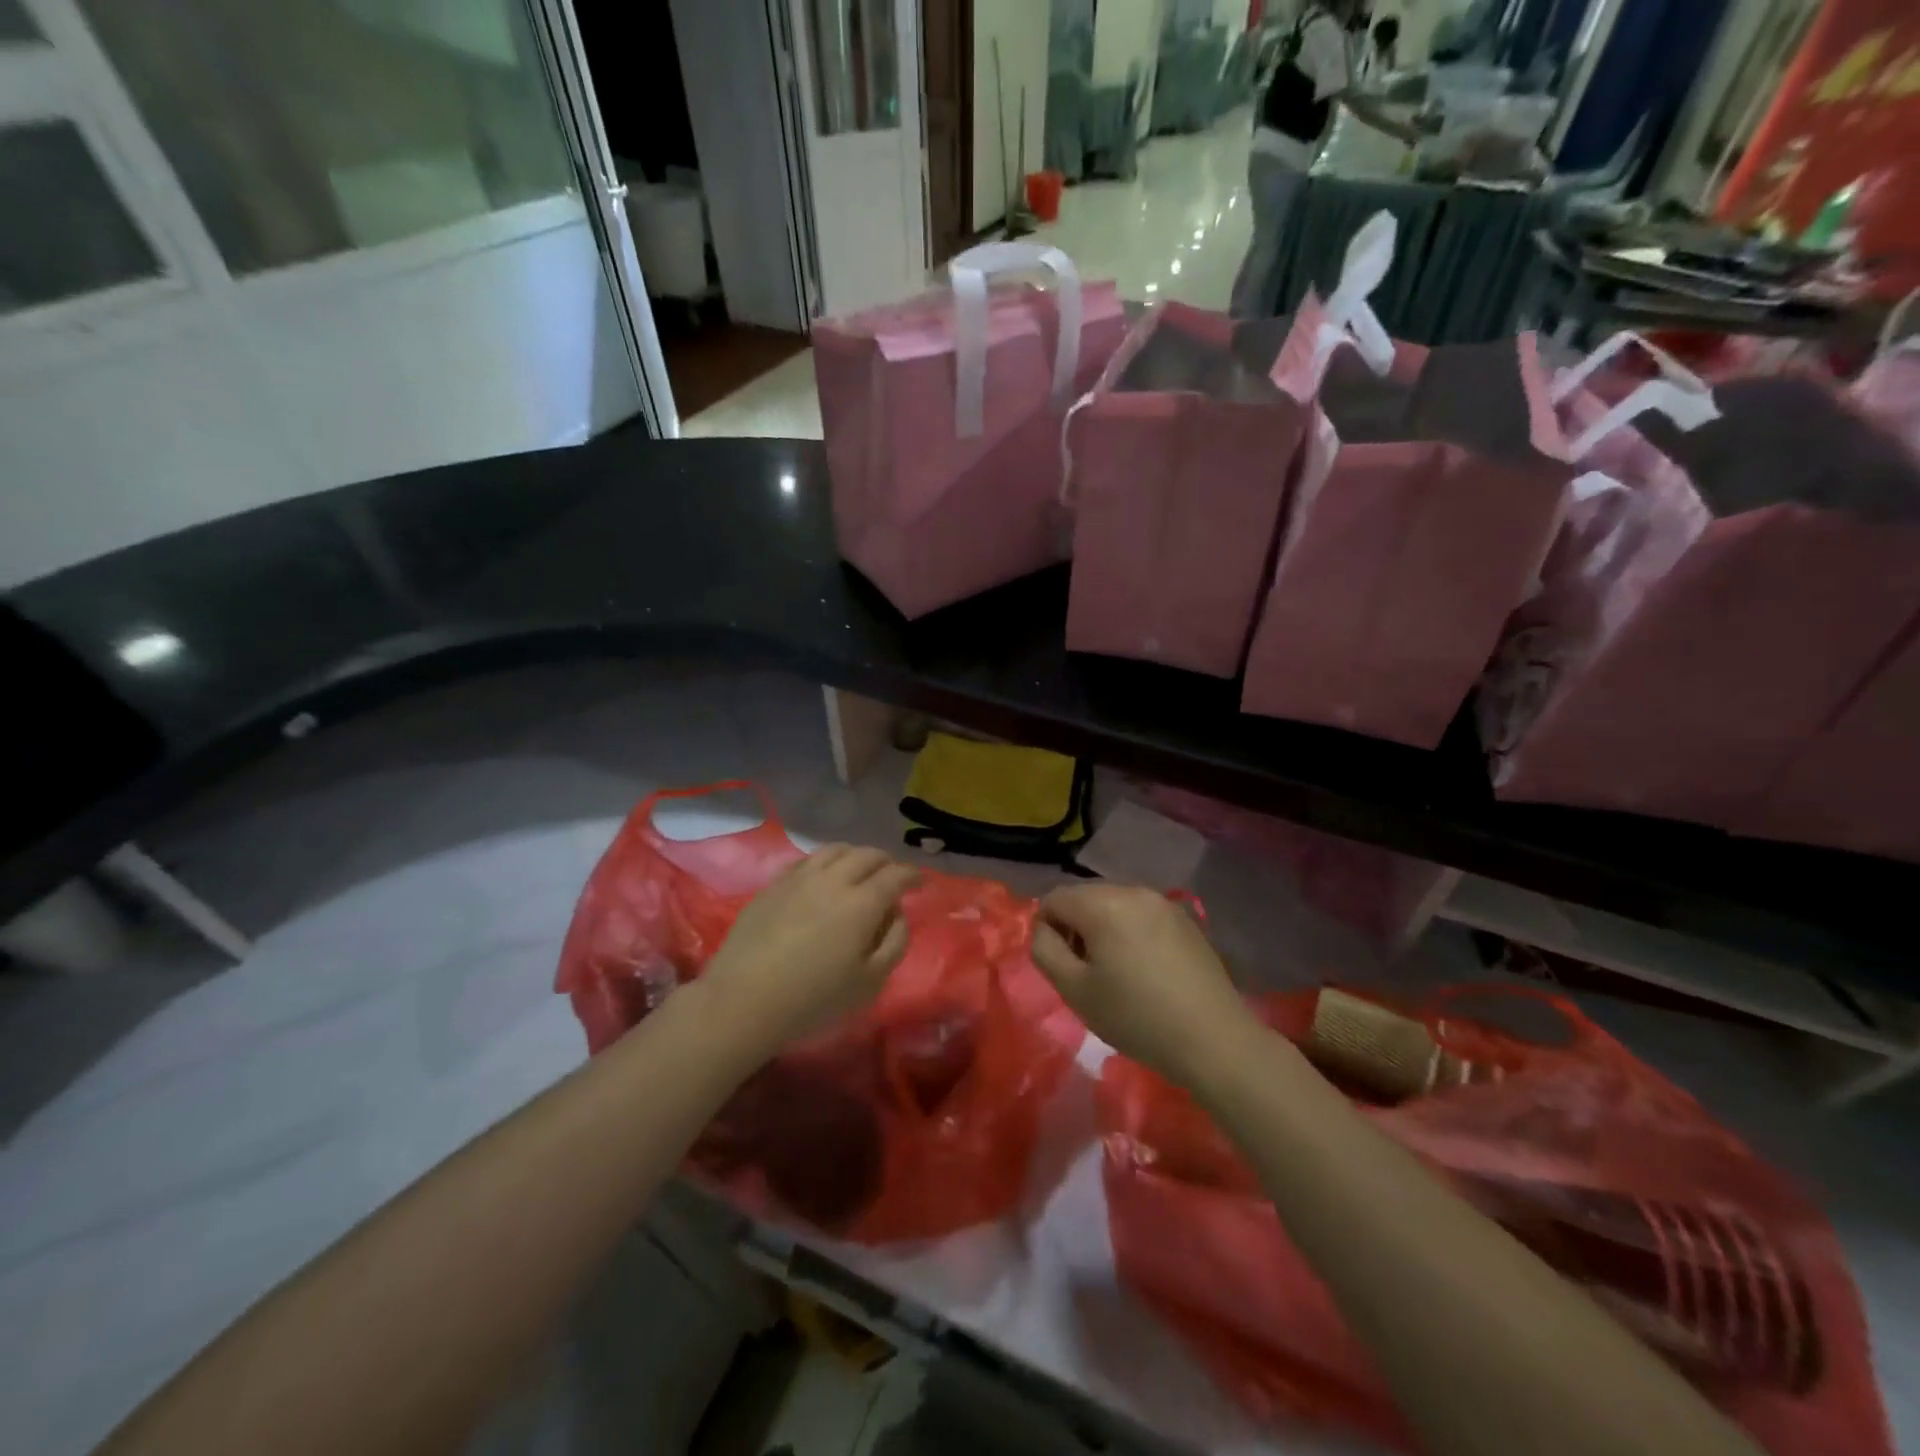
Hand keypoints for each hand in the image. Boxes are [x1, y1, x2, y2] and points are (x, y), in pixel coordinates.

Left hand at [699, 845, 918, 1055]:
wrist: (743, 1000)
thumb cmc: (814, 998)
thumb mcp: (870, 982)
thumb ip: (894, 942)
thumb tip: (897, 914)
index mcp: (863, 902)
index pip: (896, 875)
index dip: (912, 875)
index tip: (919, 882)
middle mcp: (834, 879)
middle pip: (867, 855)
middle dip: (886, 862)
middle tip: (891, 876)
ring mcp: (799, 878)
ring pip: (836, 850)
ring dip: (856, 855)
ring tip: (858, 870)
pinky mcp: (773, 885)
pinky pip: (806, 860)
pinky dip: (825, 861)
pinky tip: (822, 876)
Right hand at [1030, 885, 1253, 1088]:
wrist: (1213, 1039)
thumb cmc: (1136, 1017)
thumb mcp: (1075, 990)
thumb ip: (1045, 951)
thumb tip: (1043, 929)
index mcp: (1103, 903)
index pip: (1054, 898)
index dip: (1046, 928)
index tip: (1061, 965)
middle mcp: (1133, 891)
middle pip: (1085, 897)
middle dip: (1076, 927)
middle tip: (1086, 972)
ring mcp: (1163, 903)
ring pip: (1114, 905)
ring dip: (1103, 929)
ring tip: (1116, 972)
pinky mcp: (1186, 919)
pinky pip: (1142, 915)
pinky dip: (1131, 932)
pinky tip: (1145, 970)